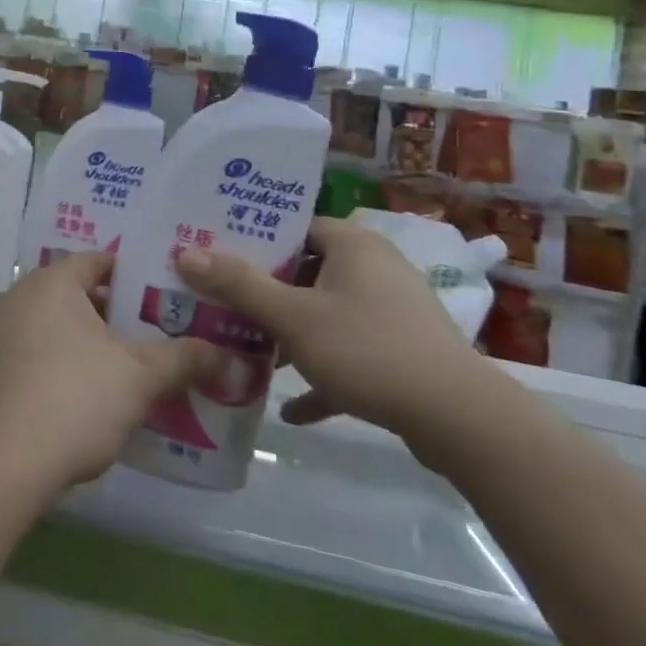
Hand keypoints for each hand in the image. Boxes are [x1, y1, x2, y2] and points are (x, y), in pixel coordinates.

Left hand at [0, 252, 219, 495]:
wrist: (0, 465)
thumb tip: (230, 356)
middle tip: (153, 336)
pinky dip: (57, 365)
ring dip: (85, 343)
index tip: (165, 298)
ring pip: (52, 326)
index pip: (98, 261)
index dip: (134, 277)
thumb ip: (183, 359)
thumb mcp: (138, 378)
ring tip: (125, 369)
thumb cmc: (73, 400)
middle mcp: (16, 296)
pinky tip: (83, 397)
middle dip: (113, 315)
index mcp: (50, 282)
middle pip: (75, 294)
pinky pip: (31, 354)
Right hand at [175, 216, 491, 442]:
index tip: (220, 258)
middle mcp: (375, 268)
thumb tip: (186, 254)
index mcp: (352, 245)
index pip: (296, 226)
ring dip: (292, 336)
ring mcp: (394, 312)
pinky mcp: (405, 353)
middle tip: (225, 305)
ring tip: (252, 354)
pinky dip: (324, 375)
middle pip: (308, 271)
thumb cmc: (367, 349)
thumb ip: (239, 285)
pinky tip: (294, 410)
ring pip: (328, 314)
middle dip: (267, 294)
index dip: (257, 240)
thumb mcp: (292, 317)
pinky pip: (352, 354)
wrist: (459, 419)